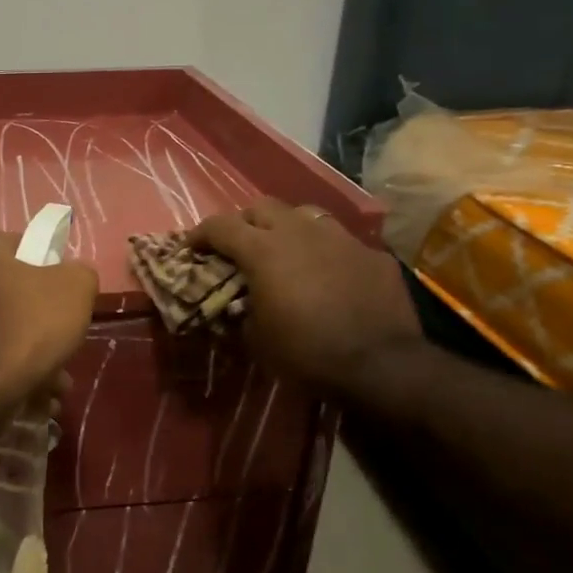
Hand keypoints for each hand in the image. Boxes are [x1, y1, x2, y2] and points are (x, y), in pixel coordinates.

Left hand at [0, 232, 98, 398]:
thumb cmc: (27, 327)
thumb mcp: (76, 289)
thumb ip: (79, 274)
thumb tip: (71, 278)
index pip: (24, 249)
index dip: (51, 273)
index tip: (67, 302)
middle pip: (10, 294)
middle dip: (40, 323)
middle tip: (62, 347)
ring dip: (27, 353)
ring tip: (52, 385)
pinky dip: (5, 372)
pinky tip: (30, 397)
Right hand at [194, 198, 422, 393]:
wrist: (381, 365)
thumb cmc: (306, 353)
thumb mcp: (256, 340)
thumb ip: (243, 310)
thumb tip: (242, 304)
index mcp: (263, 250)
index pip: (220, 226)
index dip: (200, 234)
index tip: (191, 248)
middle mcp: (300, 232)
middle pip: (261, 207)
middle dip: (244, 223)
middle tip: (238, 246)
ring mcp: (341, 238)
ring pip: (304, 214)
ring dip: (287, 228)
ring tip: (286, 251)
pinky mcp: (372, 254)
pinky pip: (341, 242)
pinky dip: (326, 253)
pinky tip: (329, 275)